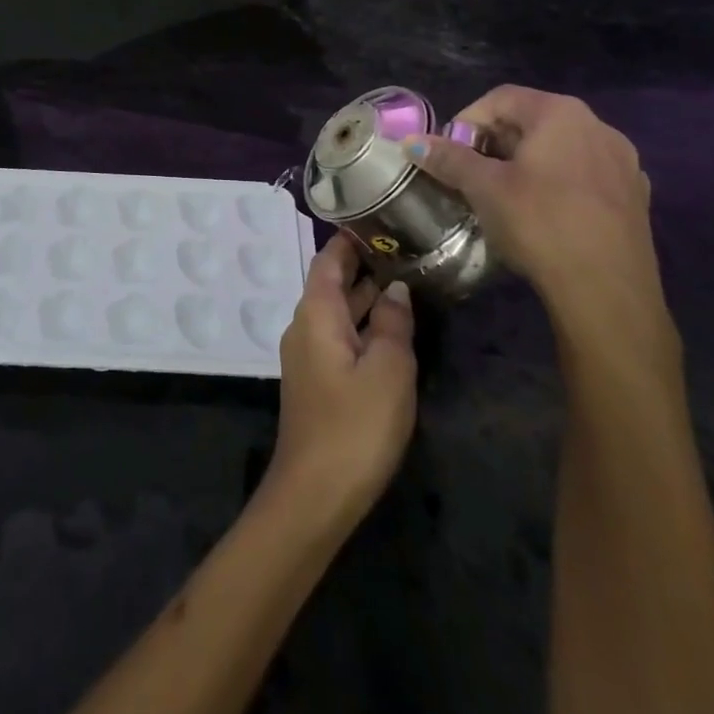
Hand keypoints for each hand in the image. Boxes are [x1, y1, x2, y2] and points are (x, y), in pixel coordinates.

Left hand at [264, 234, 416, 530]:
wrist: (314, 494)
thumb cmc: (354, 426)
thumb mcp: (388, 370)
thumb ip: (393, 323)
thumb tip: (395, 288)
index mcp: (316, 312)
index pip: (330, 259)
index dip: (352, 239)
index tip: (382, 219)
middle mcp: (305, 325)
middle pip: (332, 283)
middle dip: (365, 265)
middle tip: (407, 248)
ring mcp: (309, 355)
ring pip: (339, 312)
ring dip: (368, 297)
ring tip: (408, 280)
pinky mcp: (317, 381)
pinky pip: (340, 337)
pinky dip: (364, 325)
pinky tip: (393, 330)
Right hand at [408, 85, 676, 368]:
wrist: (609, 293)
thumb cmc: (540, 224)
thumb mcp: (484, 188)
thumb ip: (449, 159)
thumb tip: (411, 142)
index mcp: (560, 113)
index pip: (500, 98)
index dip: (467, 121)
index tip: (450, 153)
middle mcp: (597, 125)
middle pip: (532, 120)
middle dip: (495, 142)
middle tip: (471, 174)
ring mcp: (623, 161)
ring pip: (560, 148)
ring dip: (526, 162)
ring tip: (505, 195)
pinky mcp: (635, 196)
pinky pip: (584, 174)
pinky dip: (558, 182)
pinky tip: (546, 214)